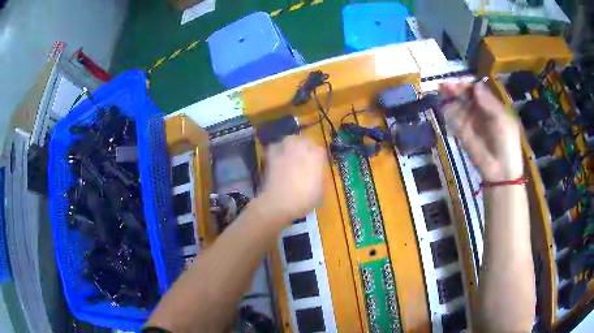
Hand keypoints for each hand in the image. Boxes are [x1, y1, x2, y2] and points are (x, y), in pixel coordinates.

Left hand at [259, 136, 325, 222]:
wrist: (279, 202)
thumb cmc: (304, 199)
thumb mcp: (320, 192)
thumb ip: (319, 178)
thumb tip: (316, 175)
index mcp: (316, 156)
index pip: (321, 151)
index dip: (319, 158)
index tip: (318, 165)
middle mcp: (302, 148)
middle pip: (306, 141)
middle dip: (306, 146)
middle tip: (305, 157)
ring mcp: (285, 150)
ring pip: (290, 139)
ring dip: (292, 143)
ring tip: (292, 152)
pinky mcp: (272, 156)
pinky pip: (275, 147)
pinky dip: (277, 149)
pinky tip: (278, 156)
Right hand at [440, 82, 522, 181]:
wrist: (500, 170)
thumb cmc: (506, 142)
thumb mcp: (502, 119)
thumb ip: (489, 102)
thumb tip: (475, 86)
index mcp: (492, 107)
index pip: (478, 91)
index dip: (468, 85)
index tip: (460, 82)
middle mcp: (480, 111)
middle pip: (466, 96)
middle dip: (456, 89)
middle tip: (445, 85)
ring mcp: (471, 122)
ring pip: (458, 105)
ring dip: (450, 97)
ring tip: (441, 91)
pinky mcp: (463, 133)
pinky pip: (454, 119)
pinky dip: (448, 111)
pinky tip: (442, 106)